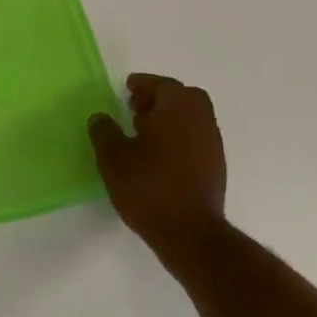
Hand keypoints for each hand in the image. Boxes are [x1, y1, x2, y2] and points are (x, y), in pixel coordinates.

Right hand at [89, 73, 227, 255]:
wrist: (189, 232)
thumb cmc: (148, 185)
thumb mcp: (113, 157)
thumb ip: (104, 131)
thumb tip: (101, 118)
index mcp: (178, 107)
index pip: (161, 85)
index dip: (143, 85)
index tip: (127, 88)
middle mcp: (201, 118)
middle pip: (181, 98)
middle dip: (159, 99)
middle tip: (135, 108)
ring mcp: (212, 143)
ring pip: (190, 119)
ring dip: (169, 119)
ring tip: (142, 133)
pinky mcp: (215, 167)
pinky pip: (195, 140)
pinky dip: (178, 138)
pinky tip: (158, 156)